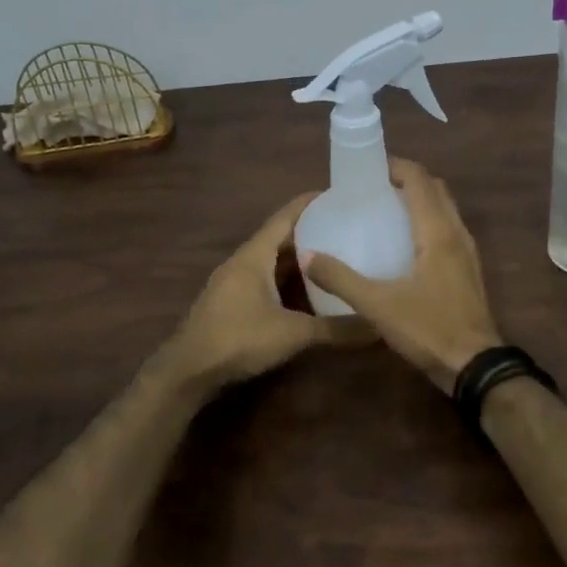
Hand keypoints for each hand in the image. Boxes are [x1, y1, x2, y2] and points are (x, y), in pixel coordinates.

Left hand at [158, 193, 366, 391]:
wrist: (188, 371)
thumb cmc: (238, 339)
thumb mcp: (293, 333)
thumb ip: (336, 329)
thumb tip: (379, 326)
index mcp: (254, 255)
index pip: (286, 216)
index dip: (312, 203)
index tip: (341, 196)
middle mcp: (244, 261)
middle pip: (281, 236)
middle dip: (312, 230)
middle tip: (348, 227)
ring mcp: (235, 281)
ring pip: (273, 259)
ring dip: (300, 256)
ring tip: (335, 253)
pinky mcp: (233, 301)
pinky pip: (266, 278)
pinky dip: (288, 277)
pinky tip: (309, 289)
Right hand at [303, 158, 502, 390]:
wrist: (475, 366)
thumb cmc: (428, 329)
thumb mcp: (378, 305)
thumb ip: (341, 279)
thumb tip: (307, 255)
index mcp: (437, 231)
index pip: (420, 180)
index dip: (396, 166)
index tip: (367, 168)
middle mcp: (456, 233)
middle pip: (435, 189)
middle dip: (407, 179)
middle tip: (374, 187)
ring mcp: (466, 252)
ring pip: (445, 209)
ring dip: (420, 199)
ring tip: (386, 209)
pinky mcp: (467, 270)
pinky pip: (448, 229)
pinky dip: (428, 221)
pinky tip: (404, 243)